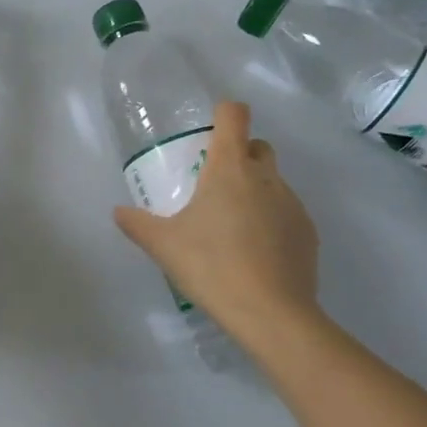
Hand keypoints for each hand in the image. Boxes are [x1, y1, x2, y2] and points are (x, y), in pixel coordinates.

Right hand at [113, 101, 319, 339]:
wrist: (271, 313)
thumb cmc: (211, 266)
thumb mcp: (164, 246)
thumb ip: (138, 224)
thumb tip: (118, 212)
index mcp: (229, 169)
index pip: (234, 115)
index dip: (224, 113)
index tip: (210, 130)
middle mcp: (265, 177)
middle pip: (258, 146)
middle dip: (240, 154)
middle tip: (215, 185)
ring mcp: (292, 203)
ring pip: (273, 182)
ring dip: (255, 191)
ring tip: (233, 228)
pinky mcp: (308, 232)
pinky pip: (287, 213)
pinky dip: (272, 221)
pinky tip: (256, 254)